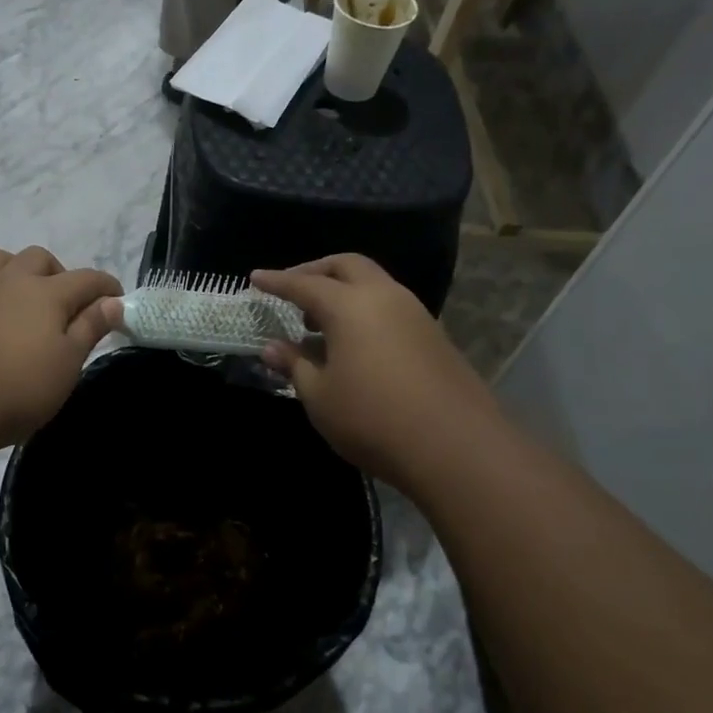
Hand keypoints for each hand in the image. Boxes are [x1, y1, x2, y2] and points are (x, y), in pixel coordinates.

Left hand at [0, 246, 120, 449]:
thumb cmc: (21, 388)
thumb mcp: (68, 364)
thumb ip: (90, 329)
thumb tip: (112, 302)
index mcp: (47, 295)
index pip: (87, 279)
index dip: (106, 288)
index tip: (118, 304)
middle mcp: (10, 283)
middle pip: (38, 258)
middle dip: (58, 273)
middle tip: (67, 304)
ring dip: (8, 264)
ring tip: (18, 286)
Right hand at [252, 255, 495, 484]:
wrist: (456, 446)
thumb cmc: (373, 419)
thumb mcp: (320, 397)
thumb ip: (294, 365)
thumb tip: (272, 347)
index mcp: (350, 306)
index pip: (304, 284)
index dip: (277, 281)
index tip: (255, 278)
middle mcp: (384, 297)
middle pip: (346, 266)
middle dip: (315, 271)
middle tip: (292, 290)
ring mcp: (415, 313)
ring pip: (373, 283)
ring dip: (343, 290)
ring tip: (319, 323)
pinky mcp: (434, 335)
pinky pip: (390, 306)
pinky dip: (365, 310)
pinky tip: (354, 343)